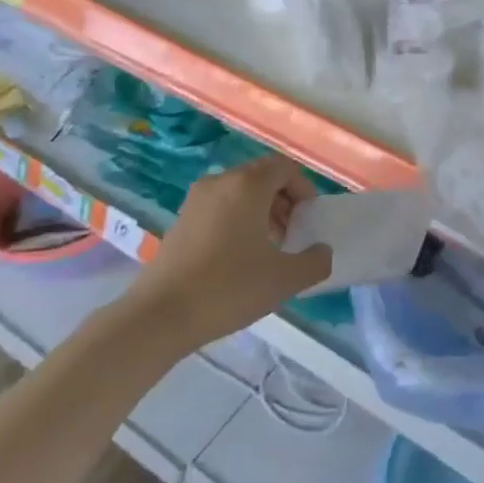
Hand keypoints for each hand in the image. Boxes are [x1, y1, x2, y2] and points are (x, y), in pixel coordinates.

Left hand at [130, 155, 332, 348]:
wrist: (161, 314)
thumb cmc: (228, 288)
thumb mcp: (284, 280)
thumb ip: (315, 262)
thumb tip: (322, 251)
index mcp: (247, 185)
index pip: (284, 168)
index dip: (304, 189)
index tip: (309, 220)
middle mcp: (220, 182)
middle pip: (262, 177)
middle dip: (284, 201)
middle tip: (293, 235)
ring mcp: (196, 200)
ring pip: (240, 192)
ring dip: (262, 211)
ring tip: (269, 248)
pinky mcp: (181, 219)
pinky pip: (220, 207)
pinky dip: (238, 220)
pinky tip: (240, 257)